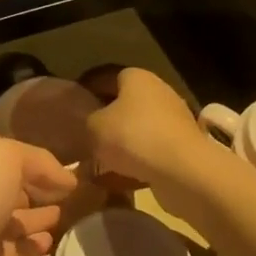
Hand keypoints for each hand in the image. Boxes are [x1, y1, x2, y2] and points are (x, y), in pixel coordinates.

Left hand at [0, 132, 76, 255]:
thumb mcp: (7, 158)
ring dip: (45, 216)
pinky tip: (53, 241)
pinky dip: (39, 245)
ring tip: (73, 214)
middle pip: (22, 186)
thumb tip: (68, 178)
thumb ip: (40, 161)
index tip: (78, 167)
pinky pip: (24, 250)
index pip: (20, 155)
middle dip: (46, 188)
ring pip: (24, 218)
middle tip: (82, 193)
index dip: (45, 161)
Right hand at [86, 68, 213, 215]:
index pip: (104, 77)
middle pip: (123, 103)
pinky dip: (135, 162)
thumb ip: (86, 120)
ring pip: (137, 129)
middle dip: (104, 120)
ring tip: (99, 162)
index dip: (86, 91)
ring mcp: (174, 119)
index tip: (71, 109)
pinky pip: (150, 151)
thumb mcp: (94, 126)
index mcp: (136, 77)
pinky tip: (119, 179)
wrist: (184, 172)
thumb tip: (88, 123)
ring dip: (120, 144)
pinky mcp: (183, 147)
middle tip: (84, 136)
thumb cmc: (134, 137)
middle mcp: (157, 91)